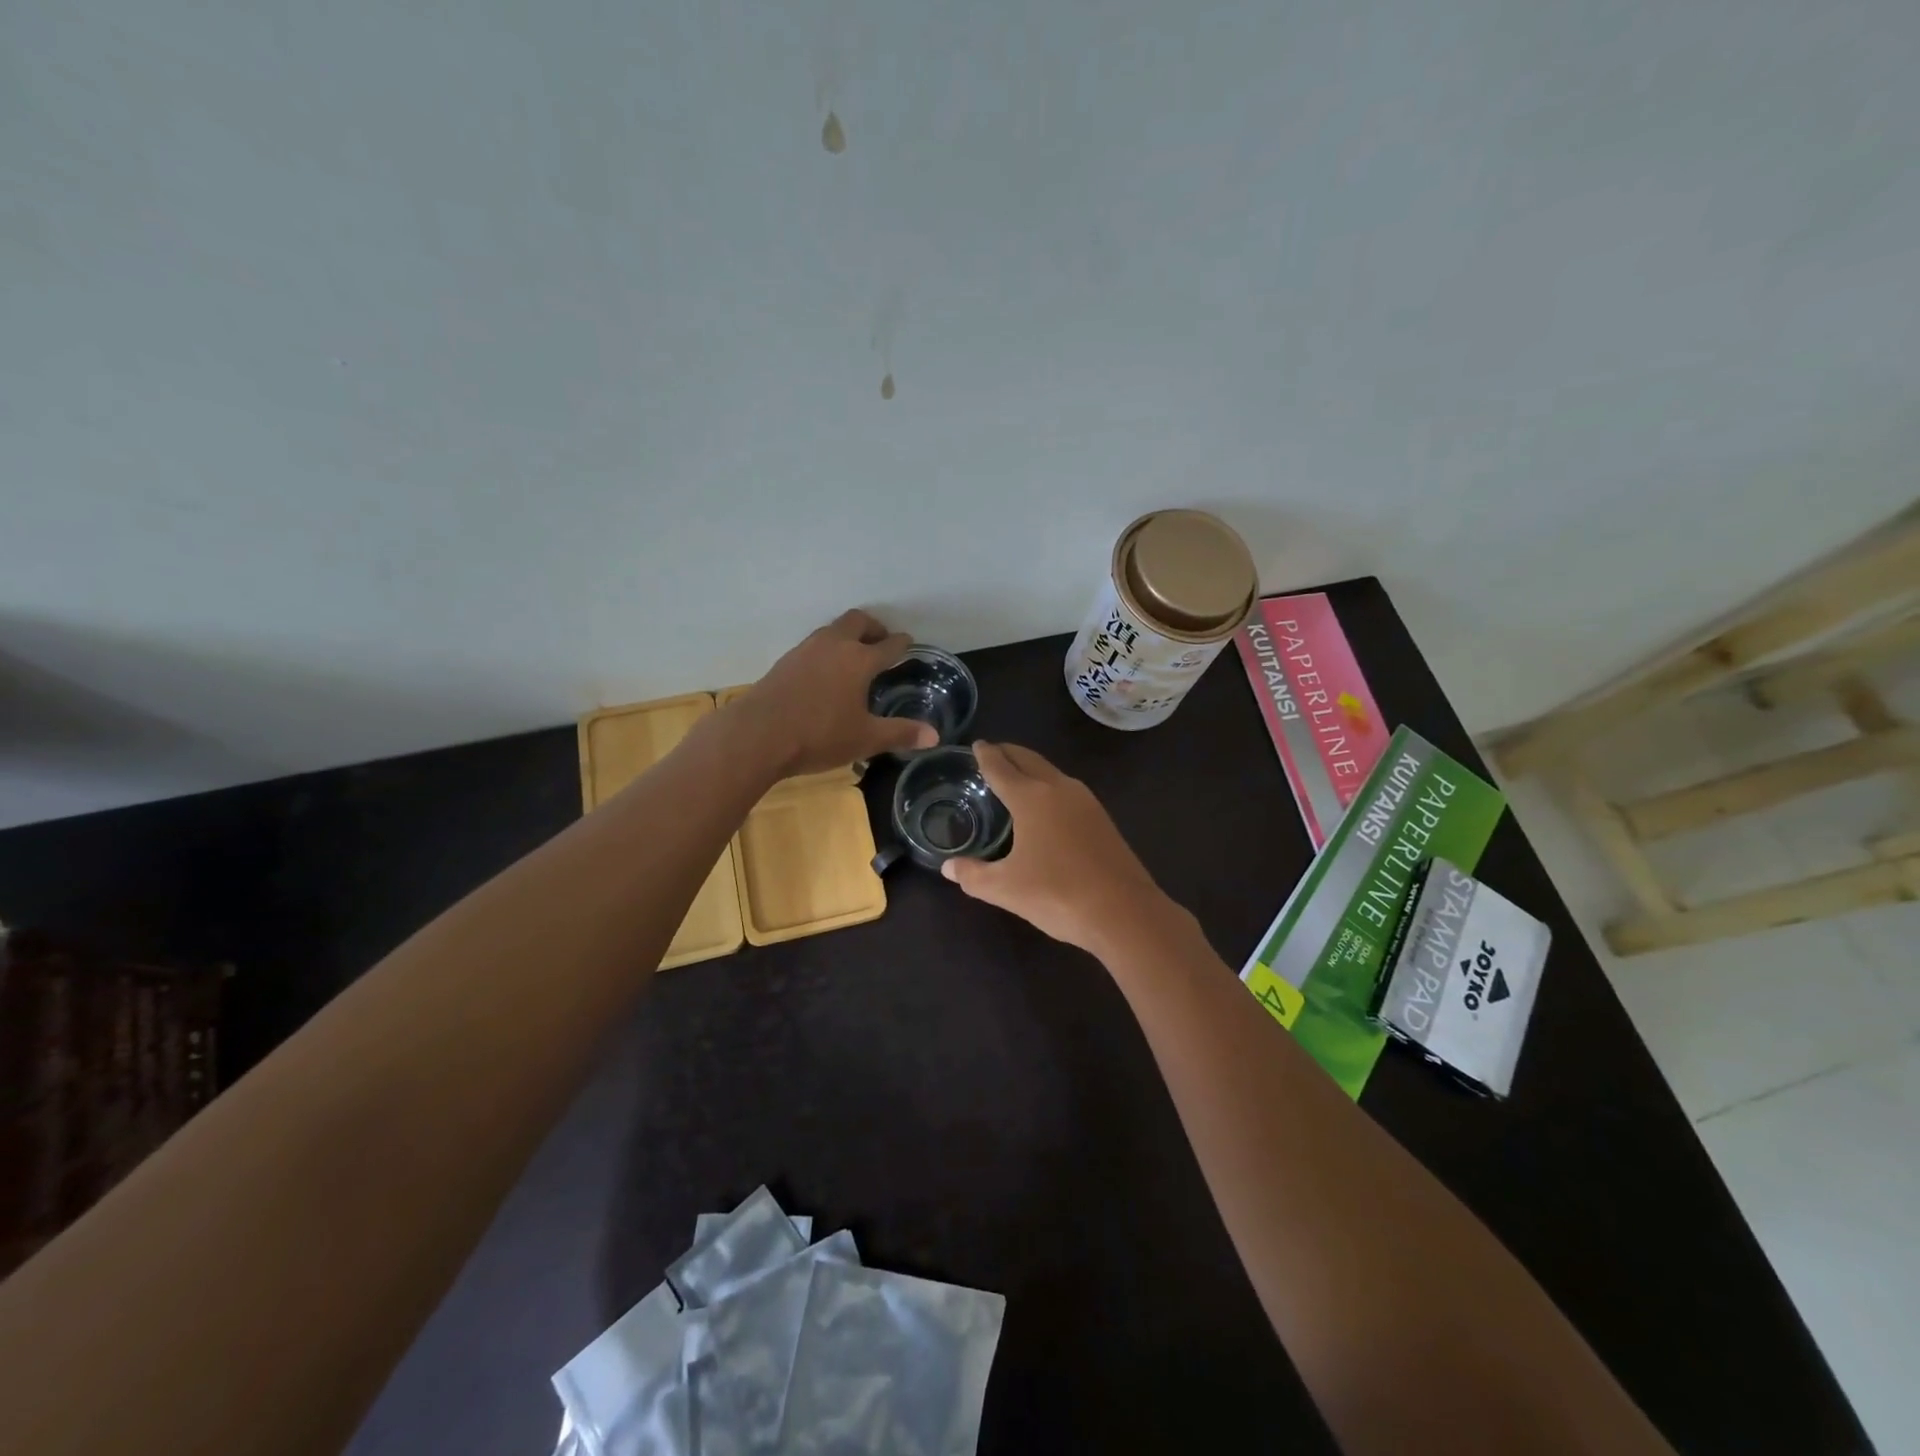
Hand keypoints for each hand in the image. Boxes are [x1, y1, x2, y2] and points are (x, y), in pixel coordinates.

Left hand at [732, 610, 938, 775]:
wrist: (757, 735)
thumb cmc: (819, 736)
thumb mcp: (865, 739)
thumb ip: (900, 733)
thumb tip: (934, 736)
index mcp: (859, 660)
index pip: (888, 645)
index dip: (901, 644)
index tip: (908, 643)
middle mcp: (833, 646)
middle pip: (857, 621)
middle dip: (873, 627)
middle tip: (881, 641)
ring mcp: (805, 651)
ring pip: (832, 630)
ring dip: (847, 636)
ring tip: (854, 655)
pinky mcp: (784, 662)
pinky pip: (813, 645)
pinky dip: (827, 650)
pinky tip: (824, 672)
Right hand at [942, 742, 1180, 955]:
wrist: (1124, 912)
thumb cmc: (1057, 894)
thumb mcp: (1005, 888)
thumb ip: (973, 875)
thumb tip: (948, 867)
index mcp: (1031, 797)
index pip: (1001, 767)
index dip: (986, 755)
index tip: (977, 745)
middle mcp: (1059, 789)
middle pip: (1029, 760)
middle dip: (1009, 753)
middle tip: (992, 753)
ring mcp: (1085, 802)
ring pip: (1051, 772)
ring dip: (1031, 768)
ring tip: (1015, 777)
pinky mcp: (1102, 819)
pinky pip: (1067, 790)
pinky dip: (1048, 785)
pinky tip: (1045, 806)